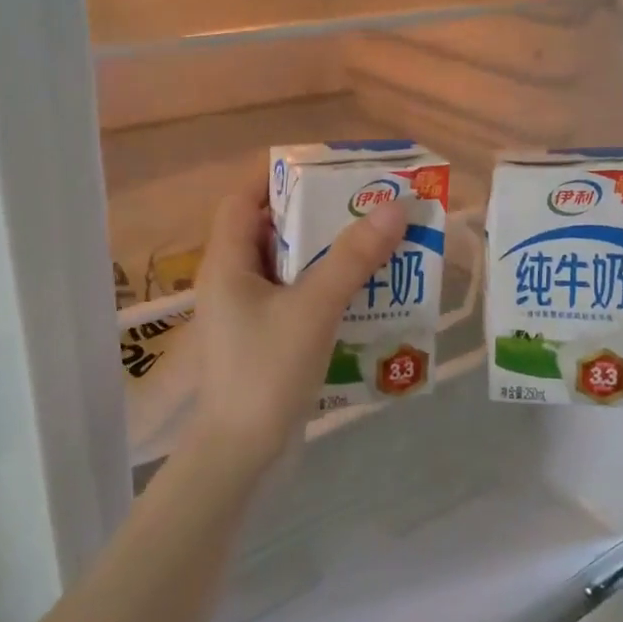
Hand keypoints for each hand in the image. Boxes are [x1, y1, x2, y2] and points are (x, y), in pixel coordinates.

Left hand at [188, 184, 408, 477]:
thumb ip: (353, 257)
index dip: (276, 177)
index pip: (243, 199)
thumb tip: (394, 206)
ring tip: (372, 242)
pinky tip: (361, 293)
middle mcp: (231, 280)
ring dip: (324, 254)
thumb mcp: (314, 308)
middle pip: (270, 230)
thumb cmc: (267, 371)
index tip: (323, 168)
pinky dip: (323, 288)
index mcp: (228, 262)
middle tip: (362, 205)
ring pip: (286, 266)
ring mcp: (246, 312)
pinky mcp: (263, 339)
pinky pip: (294, 298)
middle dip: (314, 215)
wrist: (242, 453)